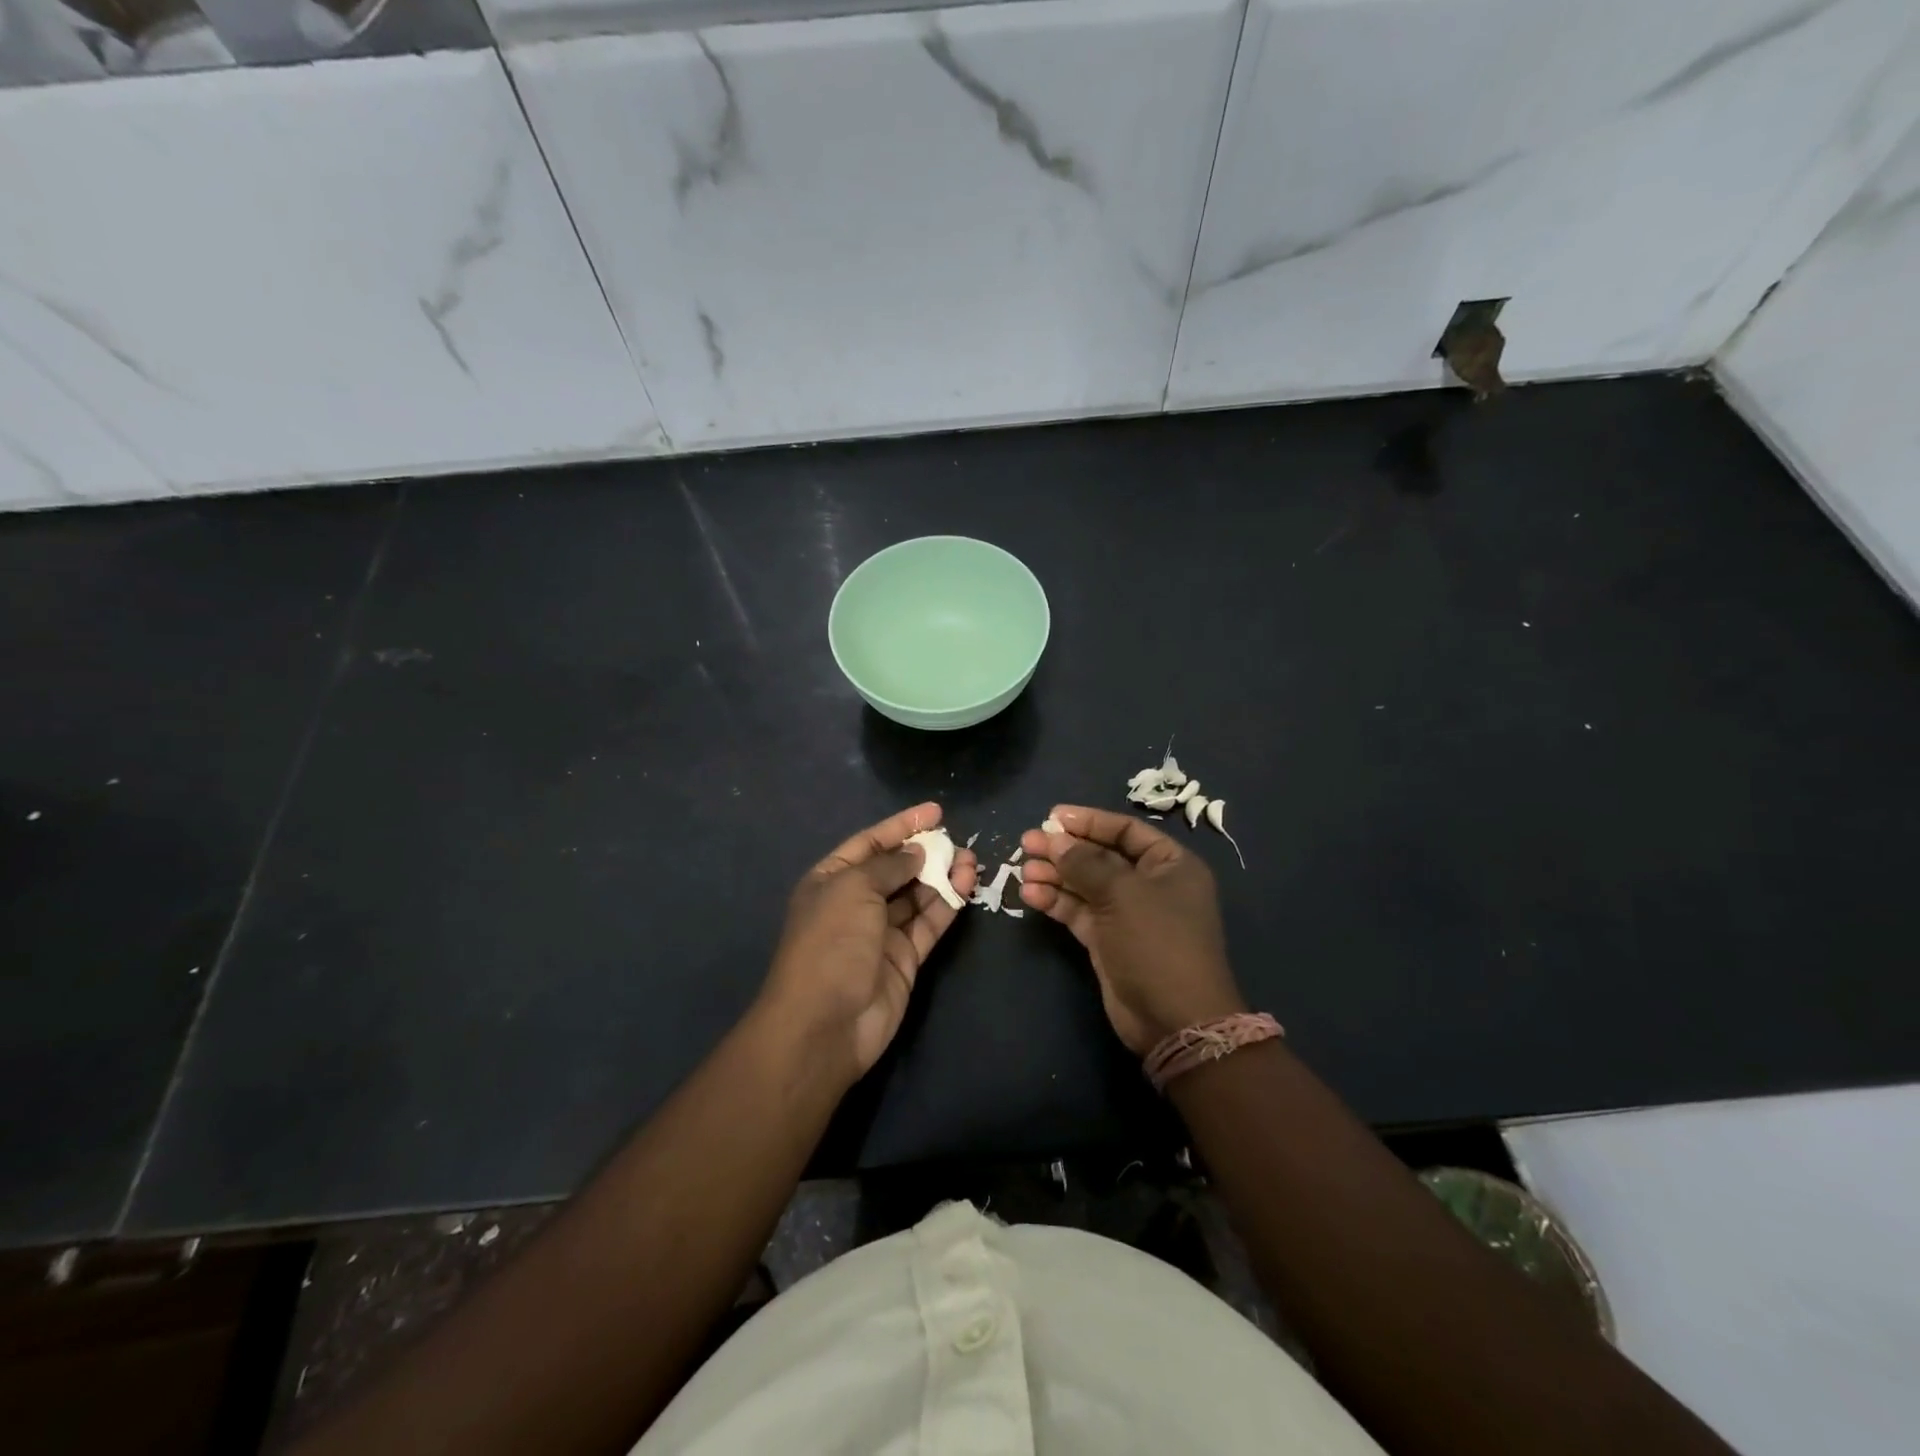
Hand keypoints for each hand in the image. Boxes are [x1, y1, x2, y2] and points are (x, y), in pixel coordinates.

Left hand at [759, 802, 976, 1080]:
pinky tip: (967, 885)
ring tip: (971, 859)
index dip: (901, 825)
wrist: (825, 1024)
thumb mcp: (853, 889)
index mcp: (831, 880)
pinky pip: (929, 923)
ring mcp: (881, 933)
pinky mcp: (904, 959)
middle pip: (896, 868)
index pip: (870, 843)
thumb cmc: (831, 942)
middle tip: (959, 839)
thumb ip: (889, 865)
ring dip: (942, 876)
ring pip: (917, 895)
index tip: (935, 810)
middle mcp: (855, 903)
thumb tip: (917, 852)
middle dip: (926, 852)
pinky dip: (948, 904)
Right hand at [1020, 805, 1245, 1054]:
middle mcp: (1151, 885)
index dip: (1089, 821)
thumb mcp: (1122, 893)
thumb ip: (1085, 862)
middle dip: (1065, 850)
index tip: (1053, 817)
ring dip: (1055, 875)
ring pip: (1086, 885)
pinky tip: (1030, 894)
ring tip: (1022, 869)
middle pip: (1101, 856)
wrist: (1173, 1019)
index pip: (1126, 831)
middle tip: (1028, 842)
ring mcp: (1128, 915)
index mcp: (1171, 865)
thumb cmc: (1157, 942)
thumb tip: (1054, 838)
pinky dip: (1056, 902)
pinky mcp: (1108, 941)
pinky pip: (1079, 912)